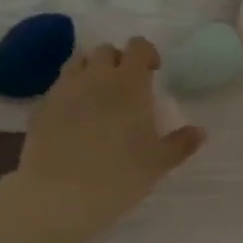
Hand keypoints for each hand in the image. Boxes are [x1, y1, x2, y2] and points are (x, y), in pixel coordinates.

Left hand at [8, 37, 205, 242]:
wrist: (58, 195)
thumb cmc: (118, 177)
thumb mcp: (157, 164)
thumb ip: (180, 144)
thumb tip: (200, 131)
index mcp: (129, 84)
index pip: (138, 47)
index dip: (147, 54)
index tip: (153, 72)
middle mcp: (95, 77)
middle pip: (106, 51)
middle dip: (118, 62)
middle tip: (126, 88)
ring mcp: (64, 89)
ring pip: (79, 63)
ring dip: (91, 71)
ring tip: (98, 97)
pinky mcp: (41, 107)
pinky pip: (59, 87)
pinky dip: (70, 92)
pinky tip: (73, 118)